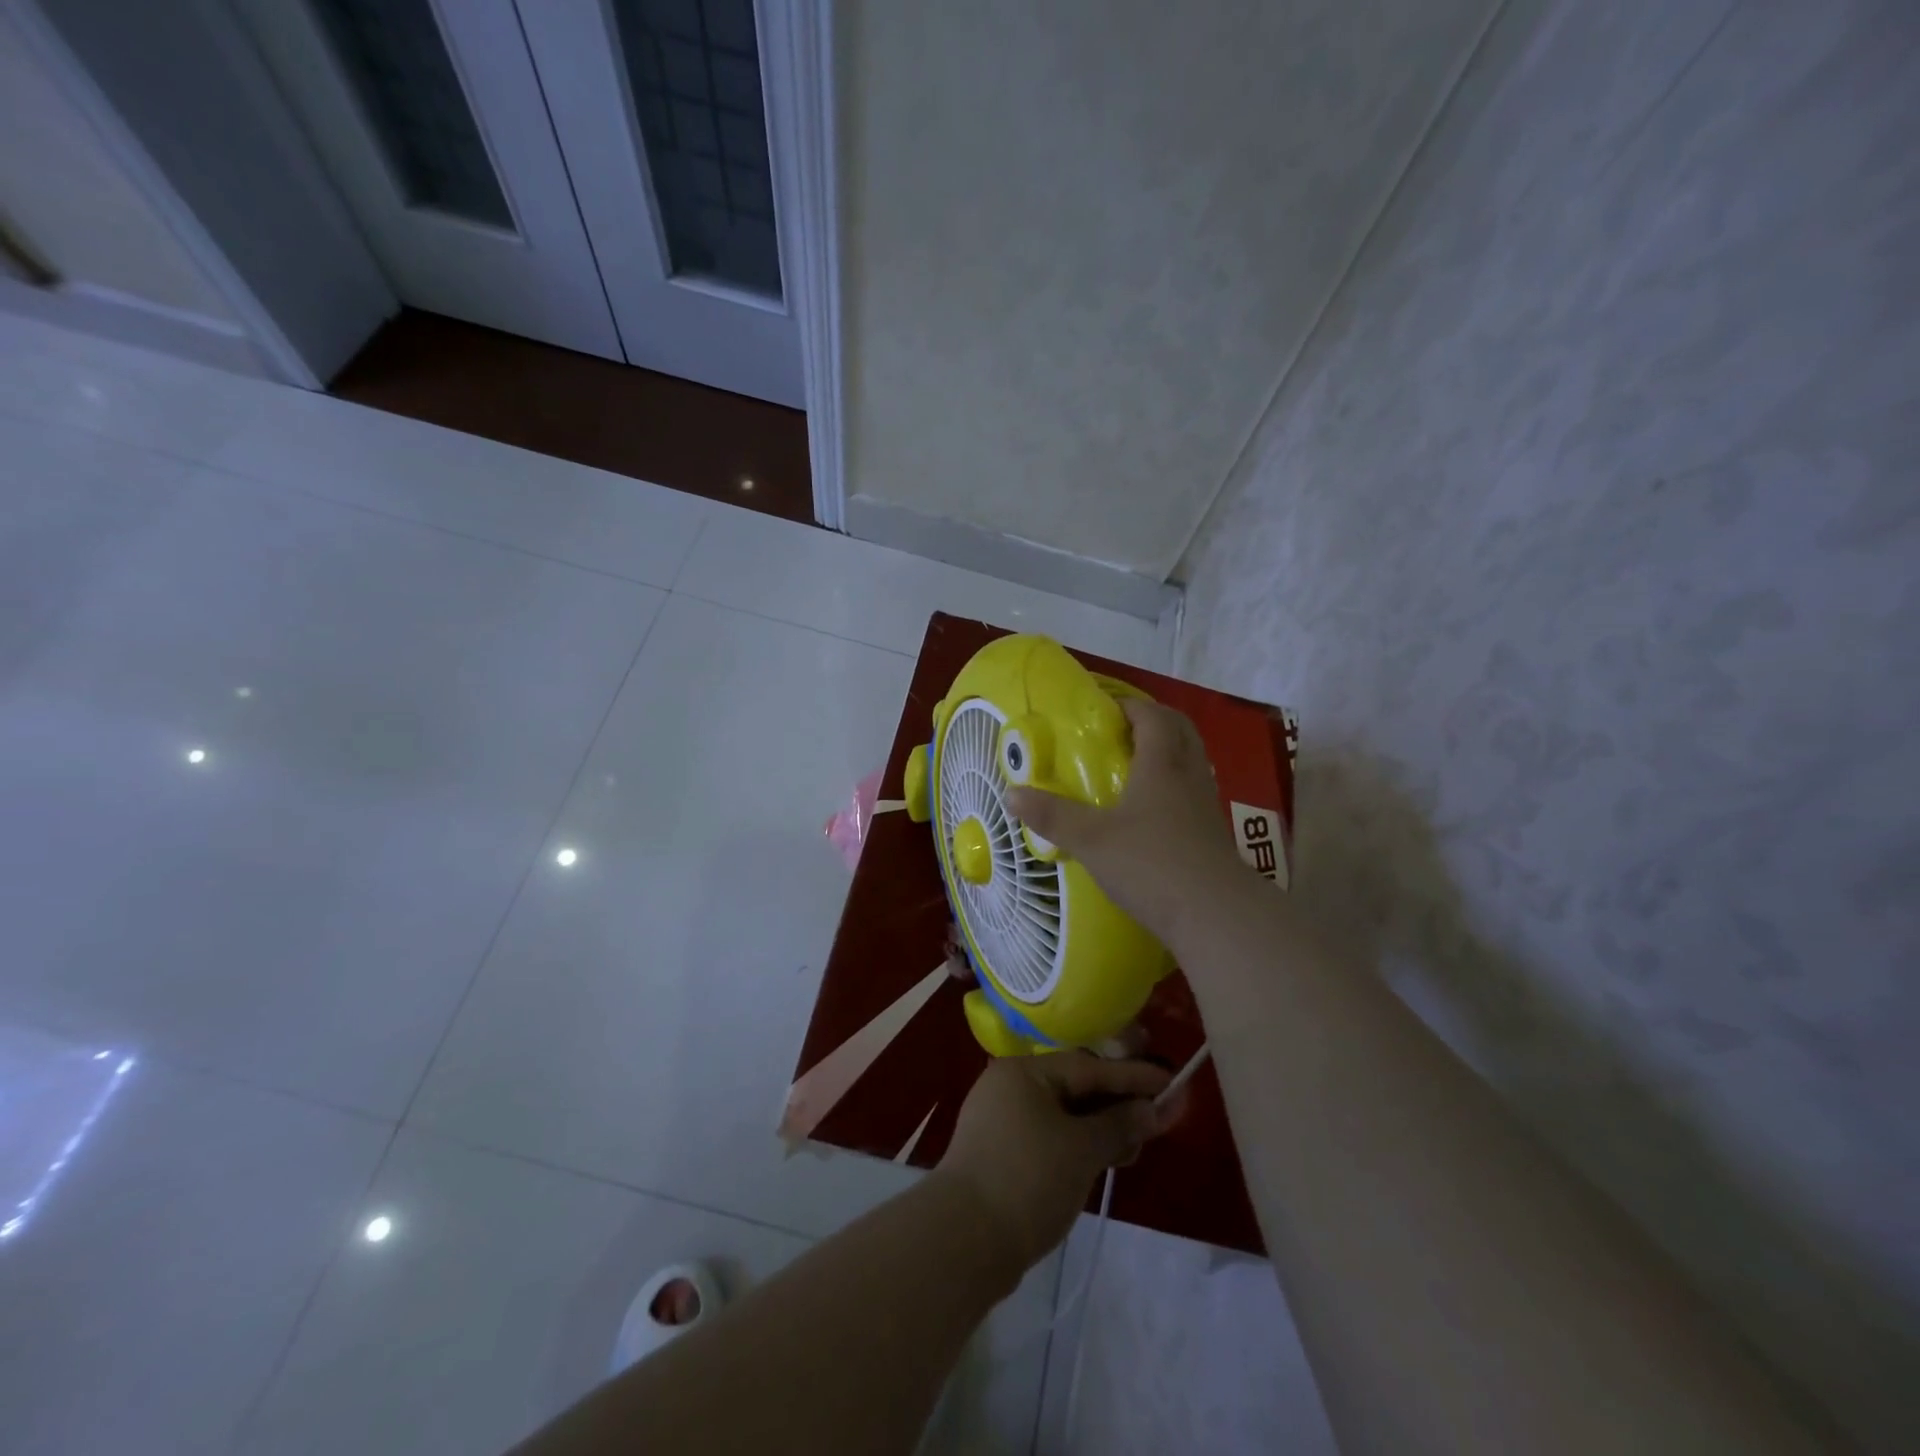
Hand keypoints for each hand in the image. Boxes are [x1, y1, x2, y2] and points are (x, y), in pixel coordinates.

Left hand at [937, 1052, 1181, 1268]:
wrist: (965, 1240)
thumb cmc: (1028, 1179)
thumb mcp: (1081, 1149)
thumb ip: (1119, 1124)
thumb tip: (1151, 1110)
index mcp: (1024, 1072)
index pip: (1088, 1066)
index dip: (1132, 1076)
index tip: (1171, 1082)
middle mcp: (1011, 1087)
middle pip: (1076, 1087)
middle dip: (1119, 1103)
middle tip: (1161, 1115)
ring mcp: (1004, 1121)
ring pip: (1065, 1115)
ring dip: (1103, 1127)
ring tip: (1139, 1144)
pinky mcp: (1004, 1154)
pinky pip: (1052, 1136)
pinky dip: (1081, 1145)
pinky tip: (1108, 1159)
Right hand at [1008, 698, 1249, 947]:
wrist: (1216, 914)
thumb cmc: (1151, 864)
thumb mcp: (1092, 840)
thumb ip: (1052, 816)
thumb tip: (1012, 794)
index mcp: (1162, 764)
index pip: (1153, 716)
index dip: (1130, 706)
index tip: (1104, 711)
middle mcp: (1189, 775)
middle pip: (1180, 730)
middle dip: (1153, 722)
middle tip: (1121, 732)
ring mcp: (1206, 805)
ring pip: (1191, 760)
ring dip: (1168, 752)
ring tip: (1135, 768)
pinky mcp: (1213, 833)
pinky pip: (1194, 791)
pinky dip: (1175, 786)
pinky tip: (1153, 811)